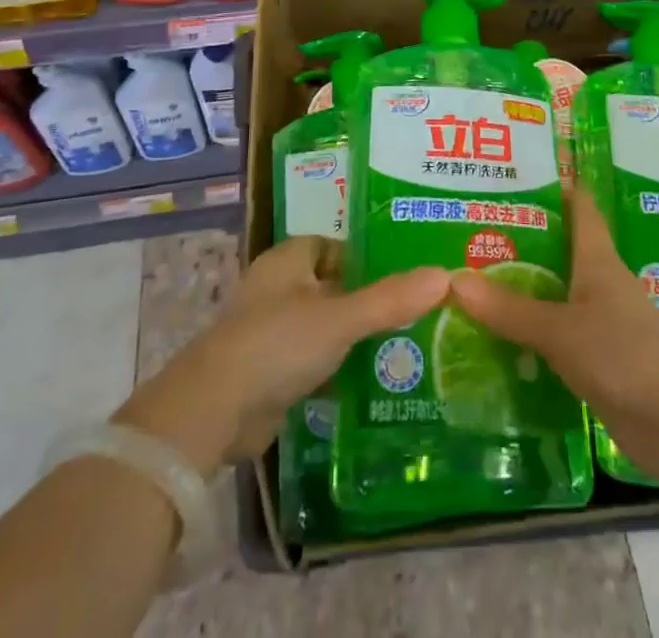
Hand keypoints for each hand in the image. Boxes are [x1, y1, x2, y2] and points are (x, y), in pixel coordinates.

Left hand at [115, 238, 448, 473]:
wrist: (213, 413)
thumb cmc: (277, 344)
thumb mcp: (341, 318)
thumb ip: (391, 298)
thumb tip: (445, 275)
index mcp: (288, 260)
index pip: (333, 246)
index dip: (365, 258)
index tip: (404, 274)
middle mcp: (276, 288)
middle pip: (330, 286)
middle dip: (365, 299)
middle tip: (413, 312)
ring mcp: (268, 331)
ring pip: (322, 325)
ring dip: (352, 336)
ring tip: (403, 347)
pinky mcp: (267, 372)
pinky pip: (311, 360)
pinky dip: (335, 368)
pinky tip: (368, 383)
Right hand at [449, 189, 658, 486]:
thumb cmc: (625, 355)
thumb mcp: (561, 330)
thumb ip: (509, 310)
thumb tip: (452, 280)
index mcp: (598, 260)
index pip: (579, 208)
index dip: (555, 186)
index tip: (517, 174)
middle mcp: (600, 284)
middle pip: (559, 252)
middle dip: (521, 242)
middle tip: (470, 231)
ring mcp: (601, 324)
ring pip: (555, 296)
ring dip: (522, 291)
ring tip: (471, 282)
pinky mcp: (598, 362)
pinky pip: (556, 338)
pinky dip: (530, 335)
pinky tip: (497, 340)